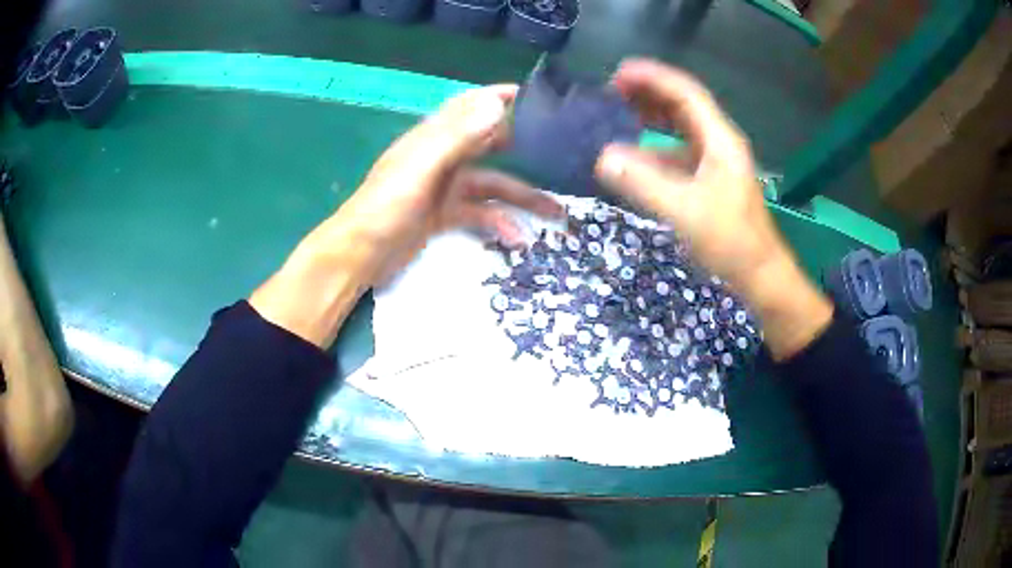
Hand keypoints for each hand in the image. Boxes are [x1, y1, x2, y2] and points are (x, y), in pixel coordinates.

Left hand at [251, 85, 561, 346]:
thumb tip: (497, 105)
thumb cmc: (384, 207)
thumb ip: (457, 137)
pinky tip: (518, 239)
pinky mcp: (446, 215)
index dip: (498, 97)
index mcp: (433, 138)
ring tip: (556, 210)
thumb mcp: (421, 169)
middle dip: (523, 146)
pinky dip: (499, 223)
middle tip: (558, 152)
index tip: (535, 96)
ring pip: (493, 184)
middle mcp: (442, 157)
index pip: (469, 106)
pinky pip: (481, 214)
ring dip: (522, 196)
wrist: (359, 255)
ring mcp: (445, 188)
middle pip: (489, 143)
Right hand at [595, 59, 831, 359]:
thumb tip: (603, 157)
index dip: (653, 78)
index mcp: (719, 140)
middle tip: (611, 90)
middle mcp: (718, 143)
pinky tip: (635, 154)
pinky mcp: (709, 180)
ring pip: (681, 127)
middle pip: (683, 105)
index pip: (686, 94)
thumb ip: (644, 184)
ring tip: (619, 110)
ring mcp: (715, 161)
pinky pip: (678, 151)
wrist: (760, 274)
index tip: (618, 73)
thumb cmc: (731, 241)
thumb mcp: (685, 212)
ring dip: (652, 115)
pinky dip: (655, 146)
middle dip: (649, 92)